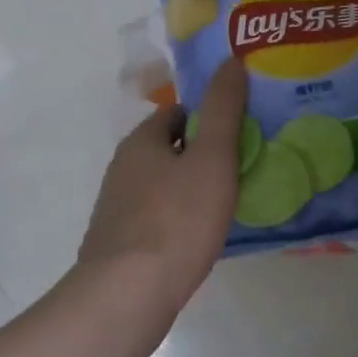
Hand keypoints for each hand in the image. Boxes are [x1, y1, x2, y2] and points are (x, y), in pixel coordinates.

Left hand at [76, 58, 248, 342]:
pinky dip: (178, 220)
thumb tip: (231, 59)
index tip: (240, 133)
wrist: (127, 296)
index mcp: (141, 142)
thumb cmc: (177, 220)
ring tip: (227, 204)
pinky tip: (199, 239)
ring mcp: (116, 209)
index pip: (178, 113)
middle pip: (169, 149)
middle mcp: (122, 168)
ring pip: (162, 186)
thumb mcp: (212, 157)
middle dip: (202, 154)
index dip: (210, 118)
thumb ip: (224, 109)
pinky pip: (156, 219)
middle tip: (241, 169)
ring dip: (190, 189)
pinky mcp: (118, 245)